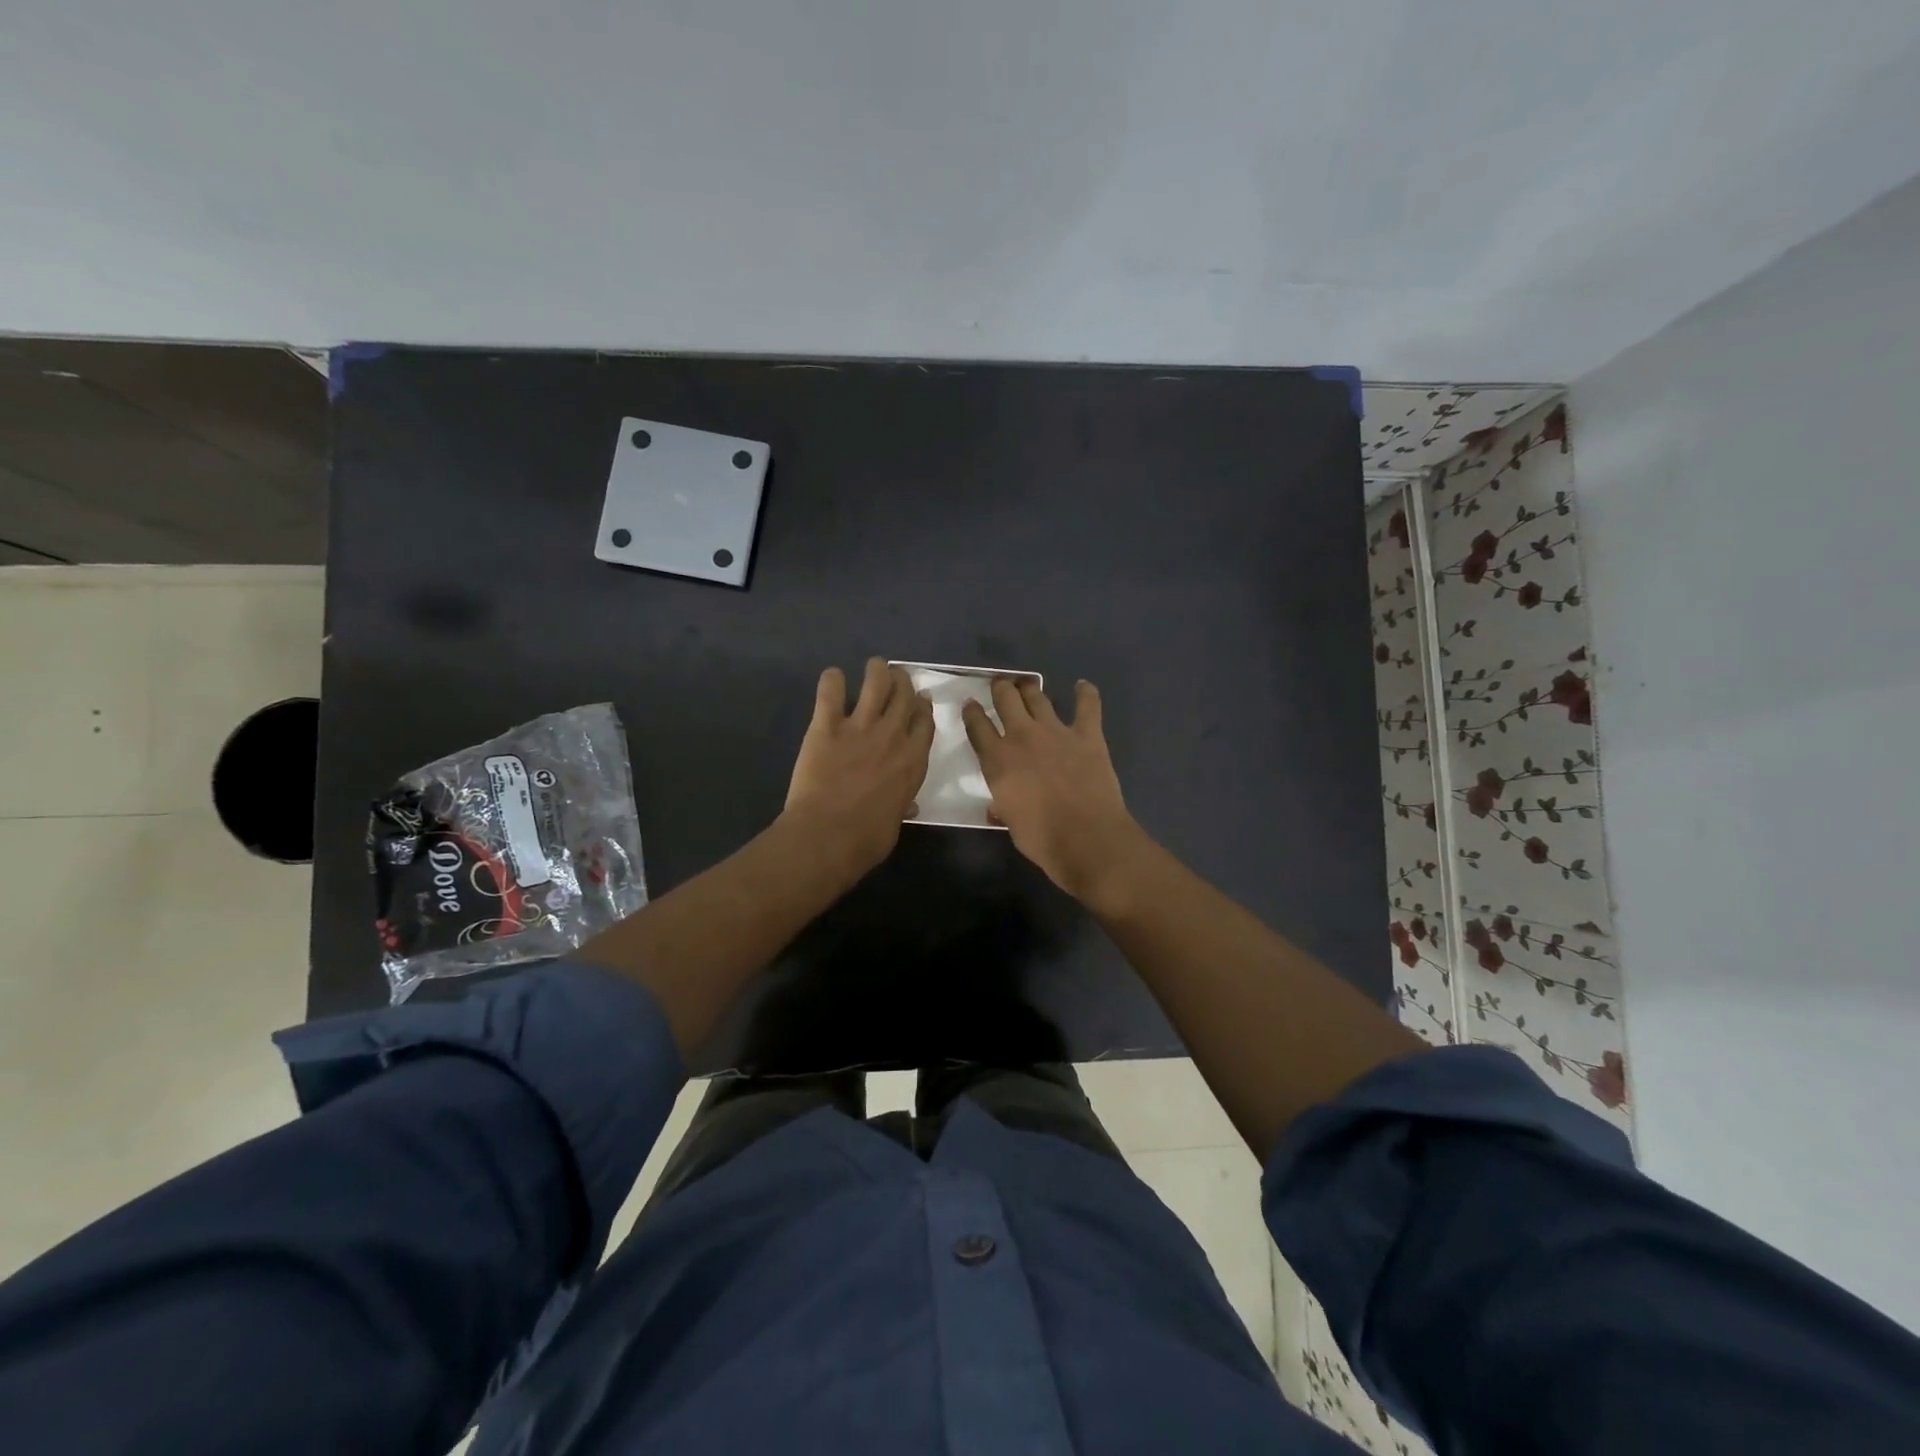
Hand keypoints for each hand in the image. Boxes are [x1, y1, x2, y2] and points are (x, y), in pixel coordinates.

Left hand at [784, 658, 933, 878]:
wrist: (829, 835)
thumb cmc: (868, 839)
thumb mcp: (897, 821)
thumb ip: (902, 803)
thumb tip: (906, 805)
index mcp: (914, 760)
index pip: (925, 721)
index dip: (923, 707)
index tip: (921, 699)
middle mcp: (892, 735)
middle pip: (904, 695)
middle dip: (903, 682)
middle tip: (897, 678)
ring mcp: (860, 726)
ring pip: (876, 682)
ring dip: (877, 670)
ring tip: (874, 665)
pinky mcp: (826, 726)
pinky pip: (831, 692)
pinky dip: (832, 680)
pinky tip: (832, 676)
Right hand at [962, 678, 1145, 907]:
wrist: (1085, 837)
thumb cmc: (1040, 837)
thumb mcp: (1009, 821)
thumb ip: (1002, 805)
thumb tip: (997, 806)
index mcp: (998, 759)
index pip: (977, 726)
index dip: (971, 712)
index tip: (970, 704)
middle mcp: (1022, 736)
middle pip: (1006, 699)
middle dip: (1000, 688)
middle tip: (1000, 686)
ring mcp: (1056, 731)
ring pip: (1038, 697)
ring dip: (1030, 688)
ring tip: (1026, 684)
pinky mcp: (1087, 735)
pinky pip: (1087, 706)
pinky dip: (1086, 694)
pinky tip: (1083, 685)